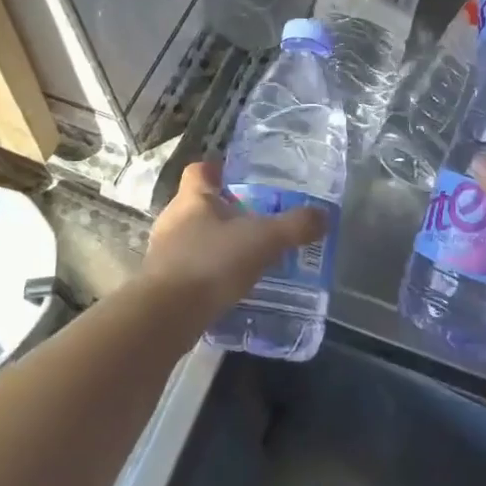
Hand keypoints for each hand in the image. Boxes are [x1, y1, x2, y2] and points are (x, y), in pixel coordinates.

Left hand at [139, 160, 328, 322]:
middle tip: (255, 219)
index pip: (200, 170)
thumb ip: (294, 227)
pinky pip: (190, 267)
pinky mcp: (162, 282)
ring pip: (193, 237)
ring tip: (246, 255)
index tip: (238, 175)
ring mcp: (164, 251)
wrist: (167, 316)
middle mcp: (173, 219)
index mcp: (193, 198)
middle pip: (198, 204)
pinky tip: (229, 285)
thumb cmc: (212, 263)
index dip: (218, 169)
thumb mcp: (263, 241)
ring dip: (216, 243)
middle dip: (224, 210)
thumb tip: (323, 216)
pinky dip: (208, 272)